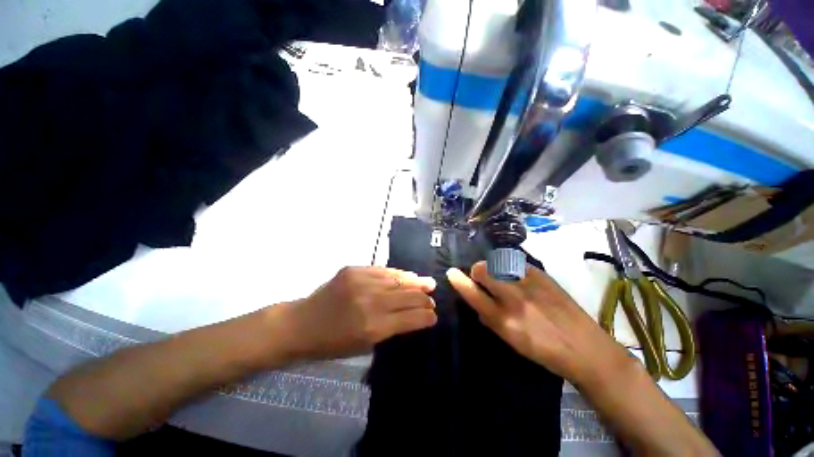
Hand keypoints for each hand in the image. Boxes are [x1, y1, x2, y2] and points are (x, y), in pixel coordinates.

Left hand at [281, 267, 437, 360]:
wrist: (302, 323)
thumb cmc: (332, 342)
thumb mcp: (364, 344)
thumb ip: (391, 328)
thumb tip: (413, 315)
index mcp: (374, 327)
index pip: (411, 318)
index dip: (427, 316)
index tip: (434, 316)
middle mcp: (371, 301)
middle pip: (409, 296)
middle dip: (425, 299)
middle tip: (432, 300)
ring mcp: (362, 281)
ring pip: (399, 280)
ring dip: (415, 283)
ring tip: (428, 283)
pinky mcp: (354, 270)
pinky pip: (384, 270)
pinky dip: (398, 274)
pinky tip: (407, 276)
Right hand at [447, 262, 627, 382]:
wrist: (586, 348)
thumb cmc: (545, 351)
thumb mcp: (512, 342)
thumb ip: (490, 319)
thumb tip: (478, 304)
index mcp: (503, 320)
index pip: (473, 294)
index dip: (459, 281)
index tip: (451, 272)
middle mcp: (513, 298)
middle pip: (483, 270)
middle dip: (477, 271)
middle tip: (483, 277)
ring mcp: (529, 284)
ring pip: (498, 263)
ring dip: (493, 267)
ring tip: (501, 276)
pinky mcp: (542, 275)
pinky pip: (516, 263)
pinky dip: (511, 267)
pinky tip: (519, 277)